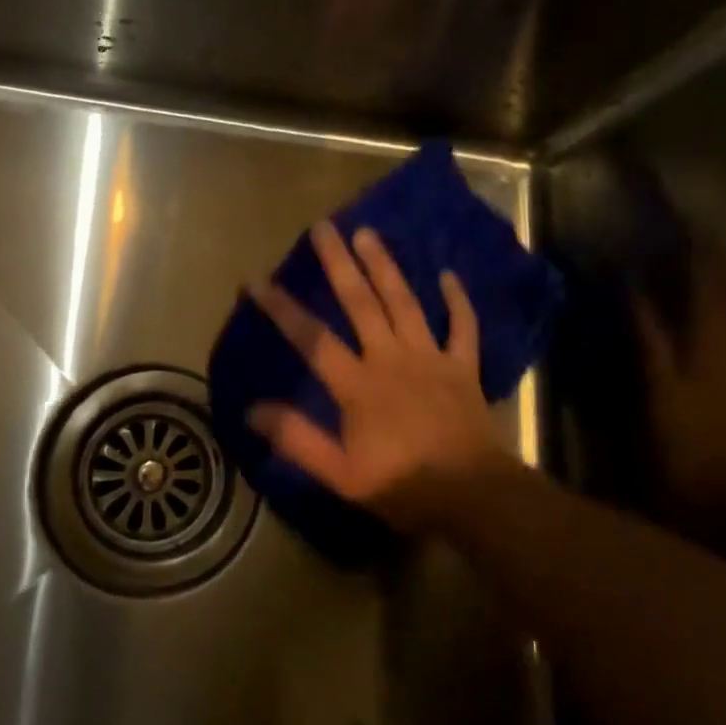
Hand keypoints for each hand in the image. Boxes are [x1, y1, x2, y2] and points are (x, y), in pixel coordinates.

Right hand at [247, 223, 512, 532]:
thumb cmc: (403, 487)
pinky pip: (462, 327)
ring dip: (385, 267)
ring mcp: (430, 358)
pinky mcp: (463, 367)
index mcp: (358, 385)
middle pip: (361, 303)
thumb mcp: (340, 475)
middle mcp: (391, 358)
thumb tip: (252, 410)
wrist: (473, 496)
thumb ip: (298, 440)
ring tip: (368, 234)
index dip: (282, 309)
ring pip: (404, 303)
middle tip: (323, 227)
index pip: (312, 339)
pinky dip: (456, 301)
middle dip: (339, 264)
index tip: (257, 281)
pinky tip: (448, 276)